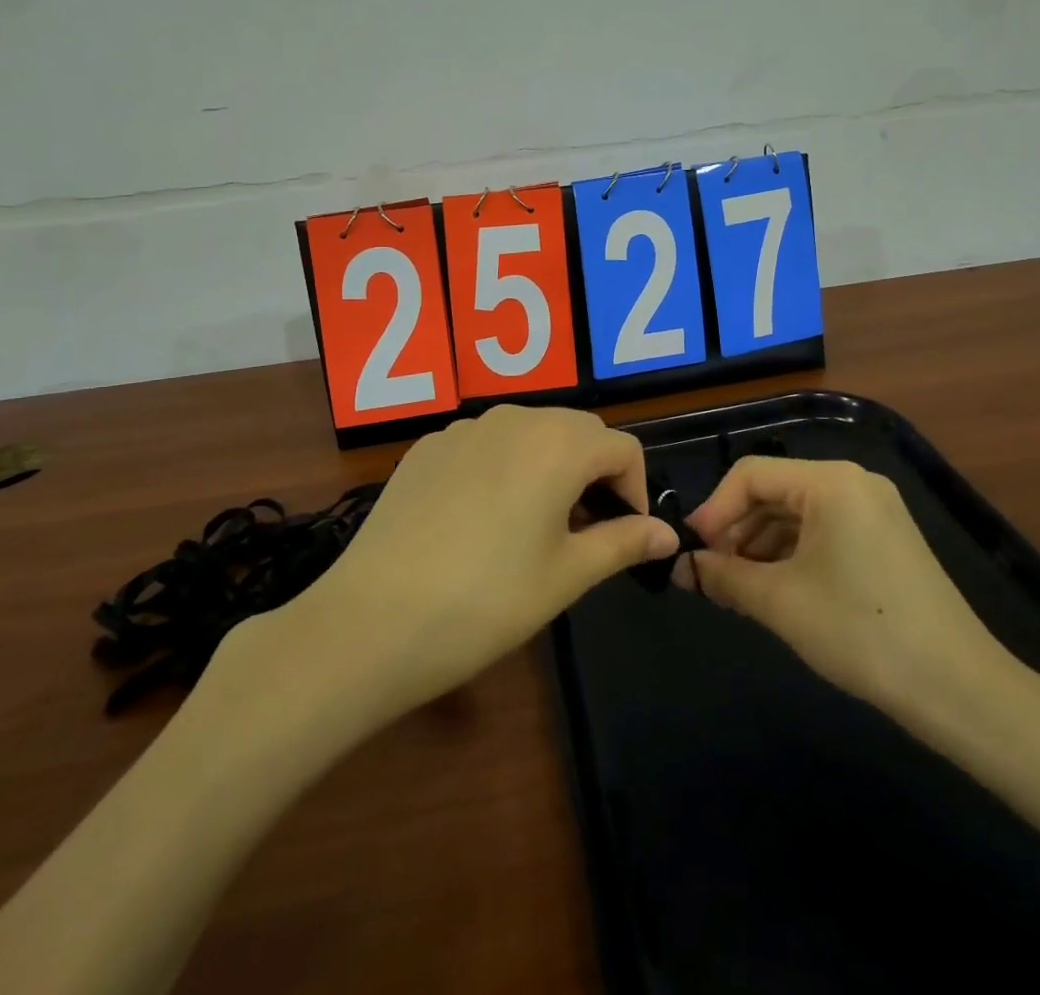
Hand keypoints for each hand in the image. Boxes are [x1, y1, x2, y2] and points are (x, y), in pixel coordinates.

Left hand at [211, 406, 678, 737]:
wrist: (371, 621)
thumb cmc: (486, 601)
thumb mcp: (566, 576)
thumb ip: (623, 543)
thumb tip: (668, 534)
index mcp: (558, 444)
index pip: (622, 447)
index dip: (634, 489)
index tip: (623, 534)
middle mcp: (514, 418)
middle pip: (578, 430)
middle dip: (594, 472)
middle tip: (583, 530)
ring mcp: (464, 428)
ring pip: (530, 431)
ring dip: (549, 465)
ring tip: (534, 523)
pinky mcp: (428, 446)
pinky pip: (485, 442)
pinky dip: (503, 466)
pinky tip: (480, 518)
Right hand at [678, 456, 1024, 737]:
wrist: (958, 688)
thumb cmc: (861, 632)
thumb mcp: (781, 603)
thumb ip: (724, 577)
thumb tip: (683, 569)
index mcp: (830, 482)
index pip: (750, 475)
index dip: (714, 510)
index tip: (691, 552)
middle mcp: (853, 482)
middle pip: (774, 491)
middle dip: (737, 529)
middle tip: (710, 573)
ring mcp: (874, 509)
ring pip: (798, 513)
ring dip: (761, 544)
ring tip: (737, 586)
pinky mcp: (885, 538)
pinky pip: (824, 530)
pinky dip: (792, 552)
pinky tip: (775, 587)